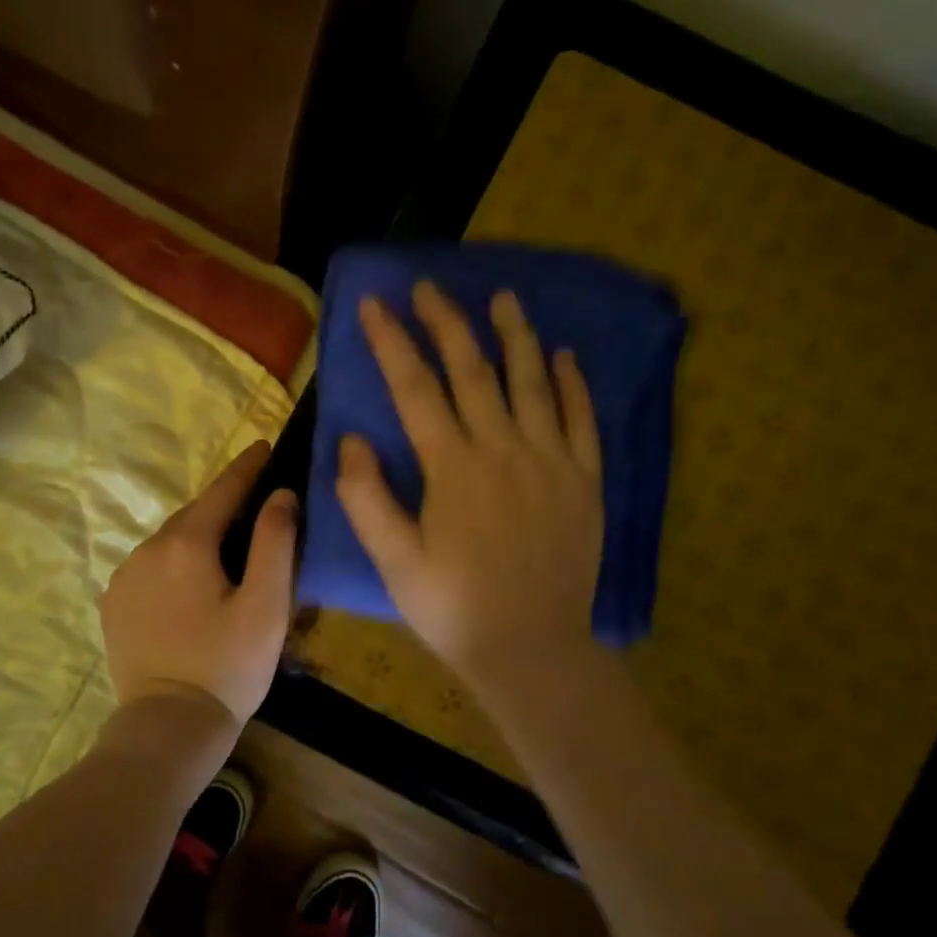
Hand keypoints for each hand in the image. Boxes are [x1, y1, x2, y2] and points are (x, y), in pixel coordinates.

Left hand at [101, 440, 297, 722]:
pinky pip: (151, 566)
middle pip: (195, 514)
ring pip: (170, 540)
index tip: (266, 446)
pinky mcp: (114, 602)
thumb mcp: (267, 606)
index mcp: (188, 544)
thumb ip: (276, 543)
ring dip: (198, 536)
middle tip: (255, 503)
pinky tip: (190, 583)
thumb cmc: (228, 666)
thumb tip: (281, 494)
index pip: (223, 490)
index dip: (248, 467)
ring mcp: (124, 575)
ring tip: (227, 549)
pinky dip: (174, 562)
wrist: (169, 725)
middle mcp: (148, 548)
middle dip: (225, 504)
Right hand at [336, 283, 604, 696]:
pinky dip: (573, 384)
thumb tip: (353, 439)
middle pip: (473, 370)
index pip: (415, 388)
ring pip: (532, 382)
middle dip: (447, 323)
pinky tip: (565, 356)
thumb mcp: (393, 560)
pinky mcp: (584, 481)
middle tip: (429, 287)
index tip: (376, 304)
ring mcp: (551, 461)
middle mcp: (504, 449)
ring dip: (515, 336)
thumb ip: (366, 497)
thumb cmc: (452, 607)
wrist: (531, 649)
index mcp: (453, 467)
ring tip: (503, 297)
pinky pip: (582, 419)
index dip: (392, 341)